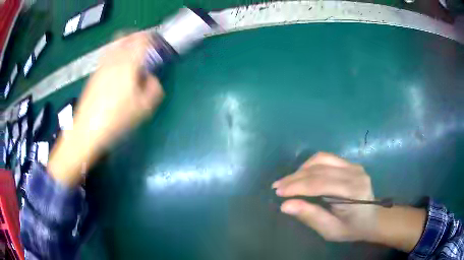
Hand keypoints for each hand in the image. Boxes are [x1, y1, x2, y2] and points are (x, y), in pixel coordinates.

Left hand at [73, 31, 163, 149]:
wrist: (87, 130)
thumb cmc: (117, 118)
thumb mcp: (144, 108)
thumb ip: (154, 88)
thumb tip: (152, 79)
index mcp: (128, 63)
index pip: (142, 39)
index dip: (151, 38)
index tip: (156, 43)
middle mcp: (113, 59)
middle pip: (125, 36)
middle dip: (136, 36)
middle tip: (143, 46)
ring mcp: (101, 66)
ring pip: (114, 45)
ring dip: (124, 45)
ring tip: (130, 58)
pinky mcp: (93, 75)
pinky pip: (106, 57)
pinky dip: (115, 56)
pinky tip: (116, 73)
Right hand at [273, 152, 425, 251]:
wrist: (373, 218)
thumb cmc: (352, 228)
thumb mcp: (330, 230)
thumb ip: (310, 217)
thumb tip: (285, 205)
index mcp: (353, 191)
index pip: (320, 183)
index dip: (297, 187)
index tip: (278, 192)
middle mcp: (354, 172)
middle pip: (319, 169)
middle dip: (295, 178)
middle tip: (277, 186)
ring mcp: (353, 165)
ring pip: (321, 159)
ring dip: (301, 169)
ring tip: (288, 181)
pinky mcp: (350, 164)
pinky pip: (327, 158)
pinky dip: (311, 165)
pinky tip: (303, 173)